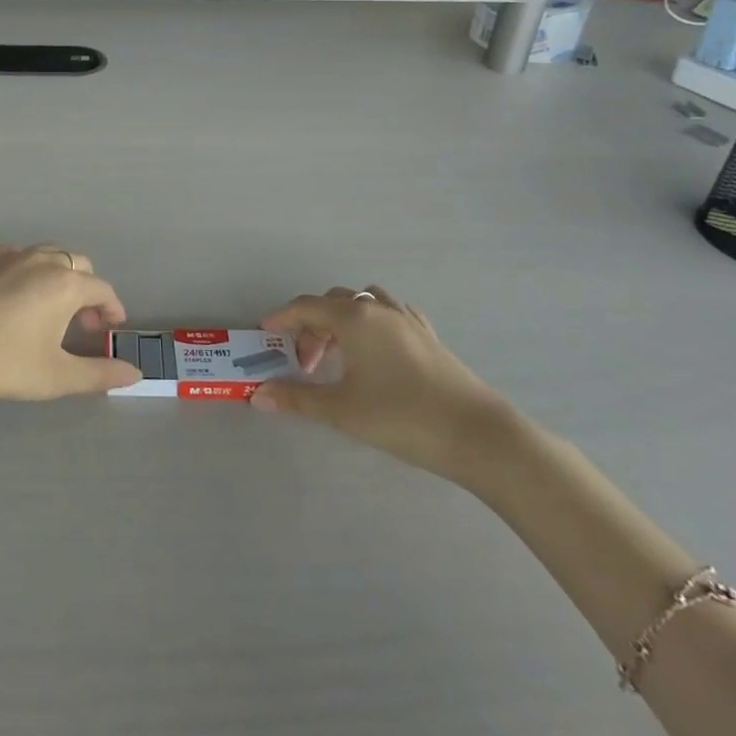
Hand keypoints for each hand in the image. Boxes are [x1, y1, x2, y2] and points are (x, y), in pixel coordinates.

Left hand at [0, 246, 137, 405]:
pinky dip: (29, 273)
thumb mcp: (53, 376)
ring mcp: (8, 255)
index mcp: (64, 283)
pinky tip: (13, 302)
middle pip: (78, 265)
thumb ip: (98, 374)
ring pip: (47, 257)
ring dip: (59, 278)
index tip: (109, 330)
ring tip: (48, 312)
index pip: (102, 289)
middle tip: (81, 324)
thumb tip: (135, 373)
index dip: (112, 310)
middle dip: (87, 291)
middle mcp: (41, 260)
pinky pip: (18, 258)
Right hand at [250, 286, 512, 483]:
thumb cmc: (400, 417)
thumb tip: (259, 395)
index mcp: (352, 318)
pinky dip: (373, 322)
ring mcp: (406, 319)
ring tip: (339, 354)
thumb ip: (297, 399)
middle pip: (333, 303)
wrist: (476, 434)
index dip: (282, 318)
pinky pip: (391, 313)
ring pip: (364, 301)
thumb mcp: (341, 411)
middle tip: (304, 363)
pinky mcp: (427, 335)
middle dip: (311, 326)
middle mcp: (377, 308)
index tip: (265, 334)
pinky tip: (376, 350)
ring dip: (343, 320)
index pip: (306, 307)